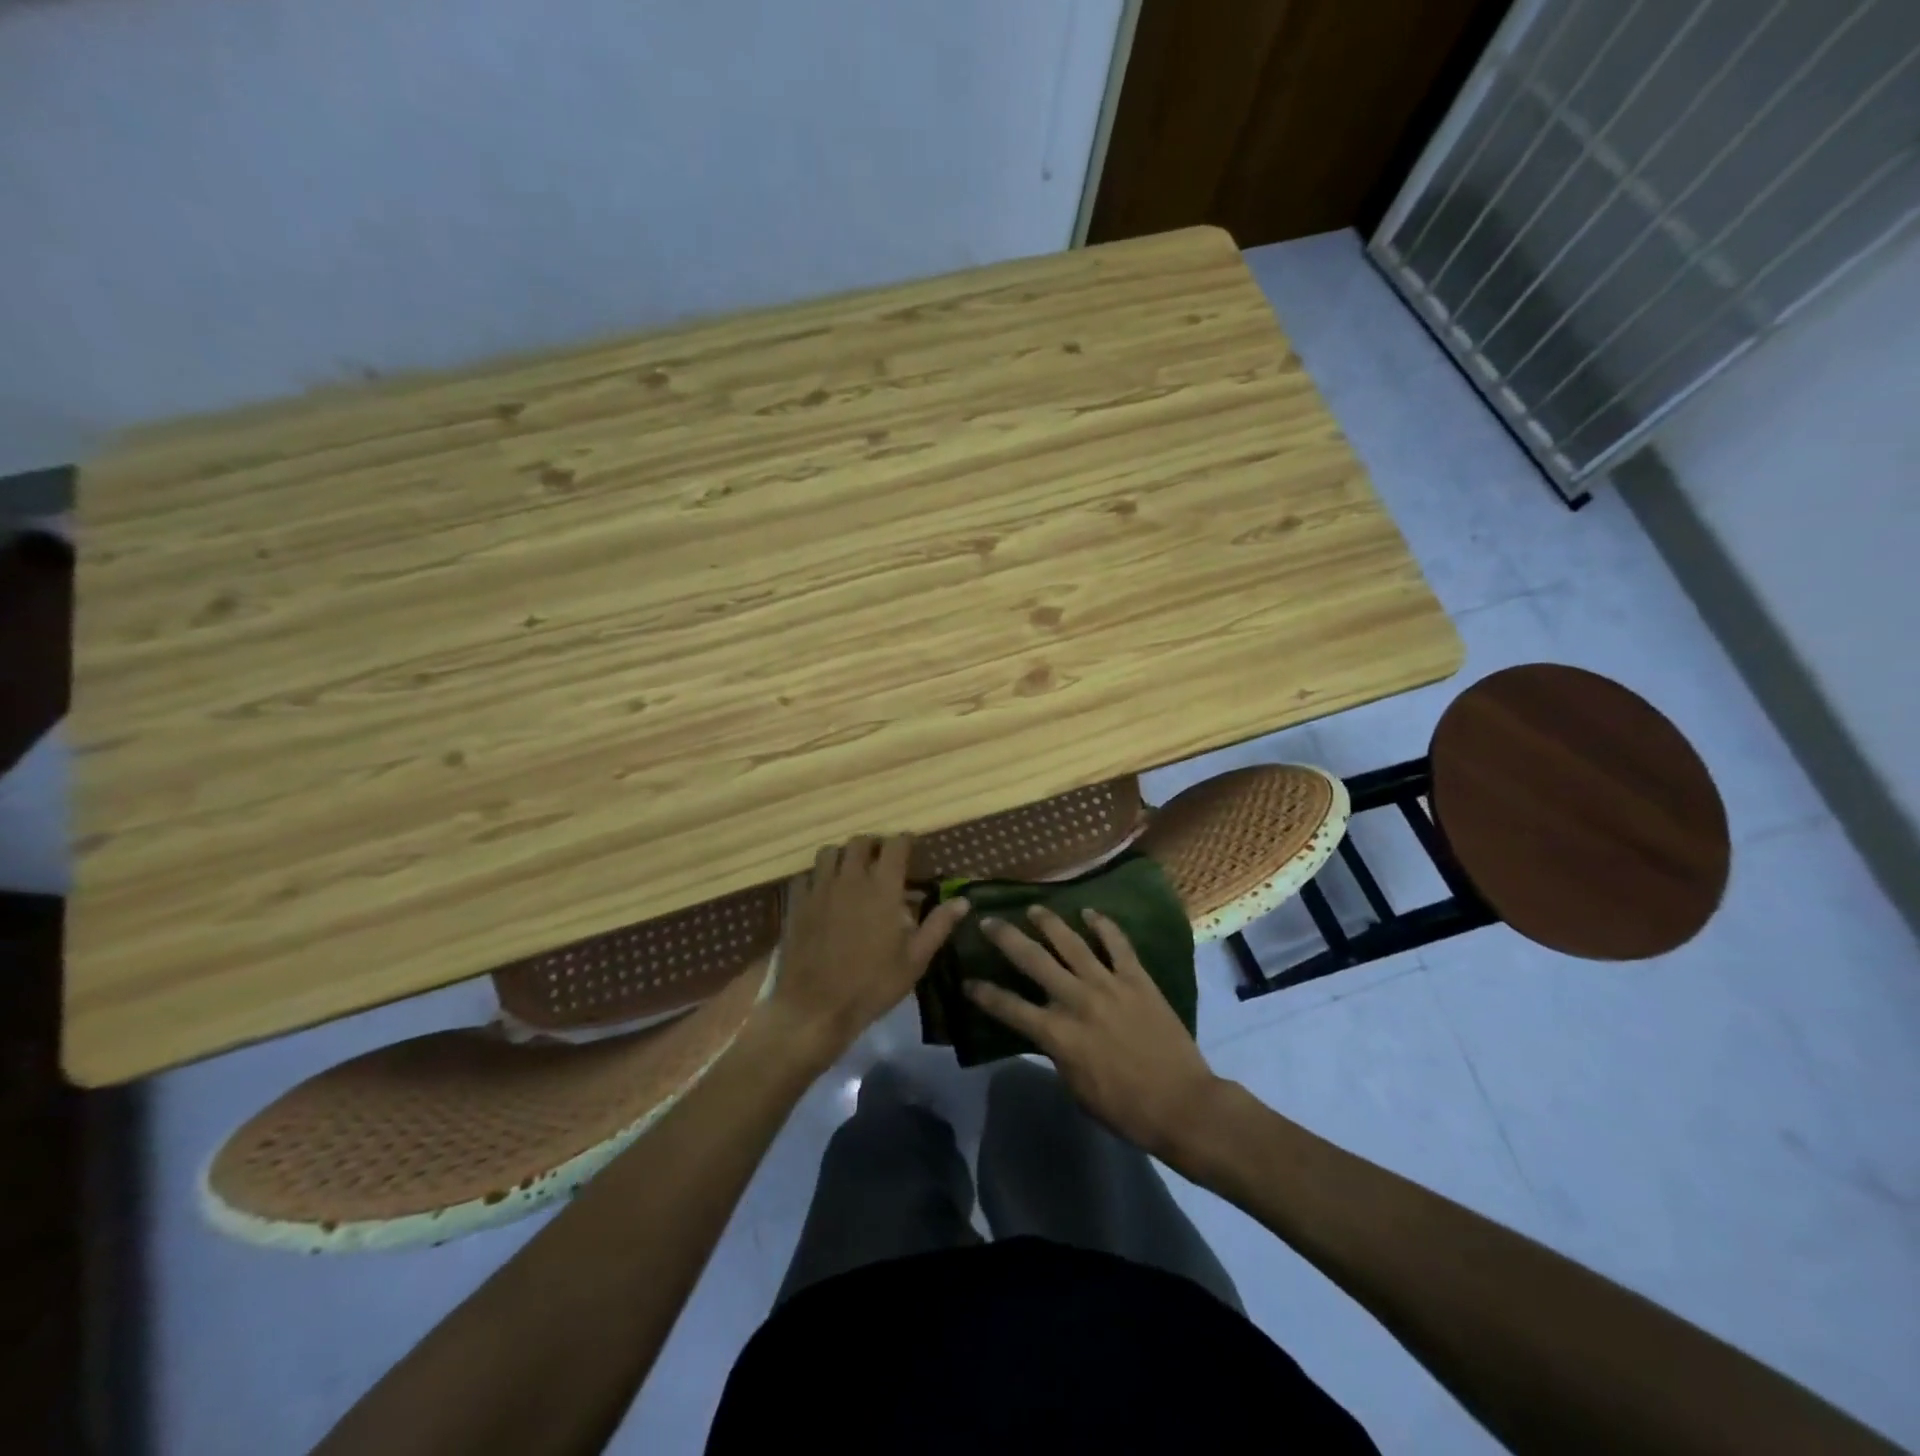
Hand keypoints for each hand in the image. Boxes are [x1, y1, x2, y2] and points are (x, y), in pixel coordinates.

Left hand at [768, 835, 968, 1061]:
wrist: (815, 1008)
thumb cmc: (872, 985)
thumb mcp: (915, 960)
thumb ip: (938, 925)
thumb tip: (963, 900)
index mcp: (883, 887)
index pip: (895, 845)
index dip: (905, 841)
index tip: (912, 848)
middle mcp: (850, 878)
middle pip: (860, 841)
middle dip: (874, 845)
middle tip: (883, 861)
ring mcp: (819, 889)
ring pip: (830, 852)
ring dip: (844, 855)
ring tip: (852, 872)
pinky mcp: (797, 904)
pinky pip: (806, 876)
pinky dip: (817, 877)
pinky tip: (824, 893)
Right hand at [967, 906, 1221, 1158]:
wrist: (1182, 1104)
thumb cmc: (1125, 1108)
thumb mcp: (1076, 1088)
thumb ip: (1057, 1053)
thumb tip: (1047, 1031)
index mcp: (1058, 1034)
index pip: (1009, 1007)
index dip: (984, 994)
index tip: (967, 981)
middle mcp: (1077, 1000)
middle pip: (1033, 960)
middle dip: (1006, 938)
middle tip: (988, 921)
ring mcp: (1109, 985)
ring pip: (1071, 943)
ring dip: (1049, 923)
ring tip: (1033, 908)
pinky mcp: (1137, 979)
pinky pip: (1117, 944)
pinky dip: (1103, 926)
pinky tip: (1090, 913)